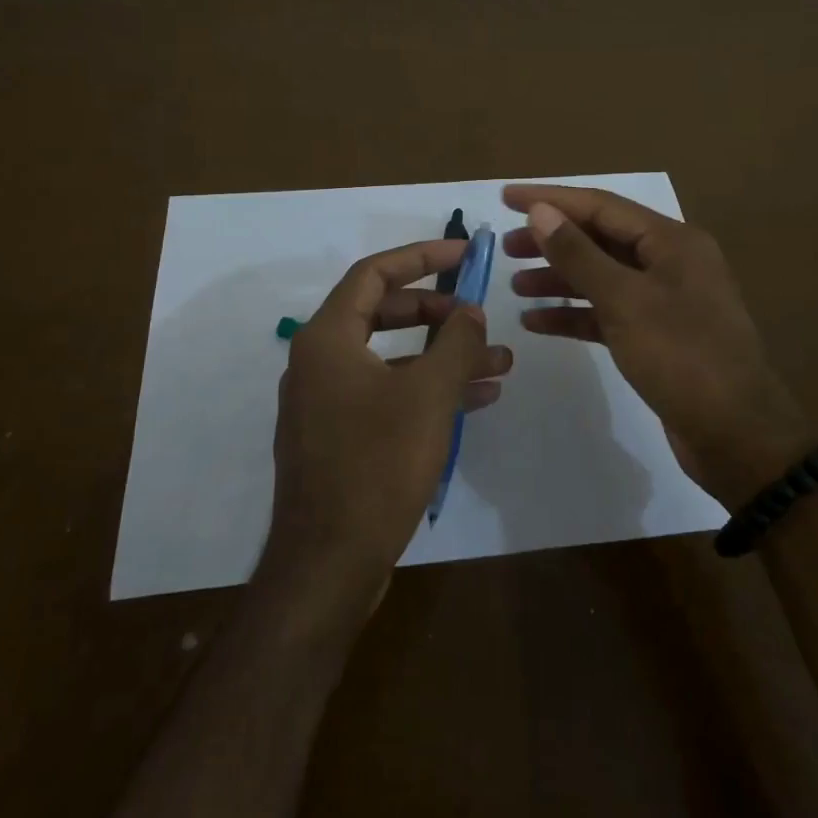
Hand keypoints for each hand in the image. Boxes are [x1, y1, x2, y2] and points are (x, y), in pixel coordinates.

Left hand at [259, 239, 513, 627]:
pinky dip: (427, 390)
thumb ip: (455, 342)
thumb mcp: (428, 395)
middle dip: (437, 312)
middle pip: (382, 313)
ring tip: (498, 363)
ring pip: (391, 358)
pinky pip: (387, 394)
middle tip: (477, 317)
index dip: (420, 256)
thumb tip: (470, 311)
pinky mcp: (339, 437)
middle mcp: (319, 362)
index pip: (374, 273)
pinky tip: (475, 399)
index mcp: (327, 338)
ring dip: (442, 356)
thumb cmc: (377, 465)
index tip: (463, 253)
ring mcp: (326, 402)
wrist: (329, 564)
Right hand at [503, 184, 803, 507]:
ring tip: (515, 284)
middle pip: (601, 239)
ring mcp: (664, 301)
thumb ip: (579, 254)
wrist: (736, 436)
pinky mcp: (656, 337)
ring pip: (602, 277)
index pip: (601, 206)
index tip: (506, 197)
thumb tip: (540, 211)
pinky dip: (574, 314)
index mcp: (672, 241)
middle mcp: (670, 263)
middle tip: (506, 247)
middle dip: (553, 240)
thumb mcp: (625, 301)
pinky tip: (537, 322)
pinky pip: (607, 314)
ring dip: (559, 278)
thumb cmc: (682, 357)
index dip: (551, 199)